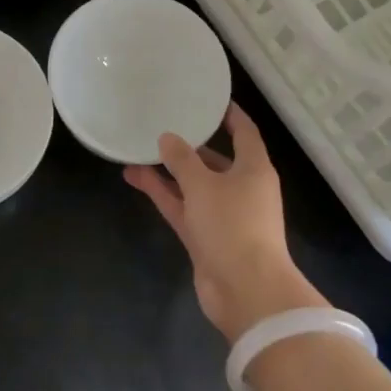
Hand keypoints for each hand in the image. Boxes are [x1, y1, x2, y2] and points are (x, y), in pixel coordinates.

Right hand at [124, 103, 324, 341]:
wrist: (246, 291)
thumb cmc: (233, 225)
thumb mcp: (204, 185)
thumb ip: (182, 160)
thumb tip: (167, 138)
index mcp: (254, 169)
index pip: (245, 133)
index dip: (230, 115)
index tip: (210, 99)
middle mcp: (242, 189)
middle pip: (216, 160)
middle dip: (191, 145)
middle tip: (163, 124)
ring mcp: (223, 215)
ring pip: (193, 185)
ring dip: (169, 170)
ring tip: (138, 149)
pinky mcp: (206, 237)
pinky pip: (182, 207)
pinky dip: (163, 193)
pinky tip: (136, 177)